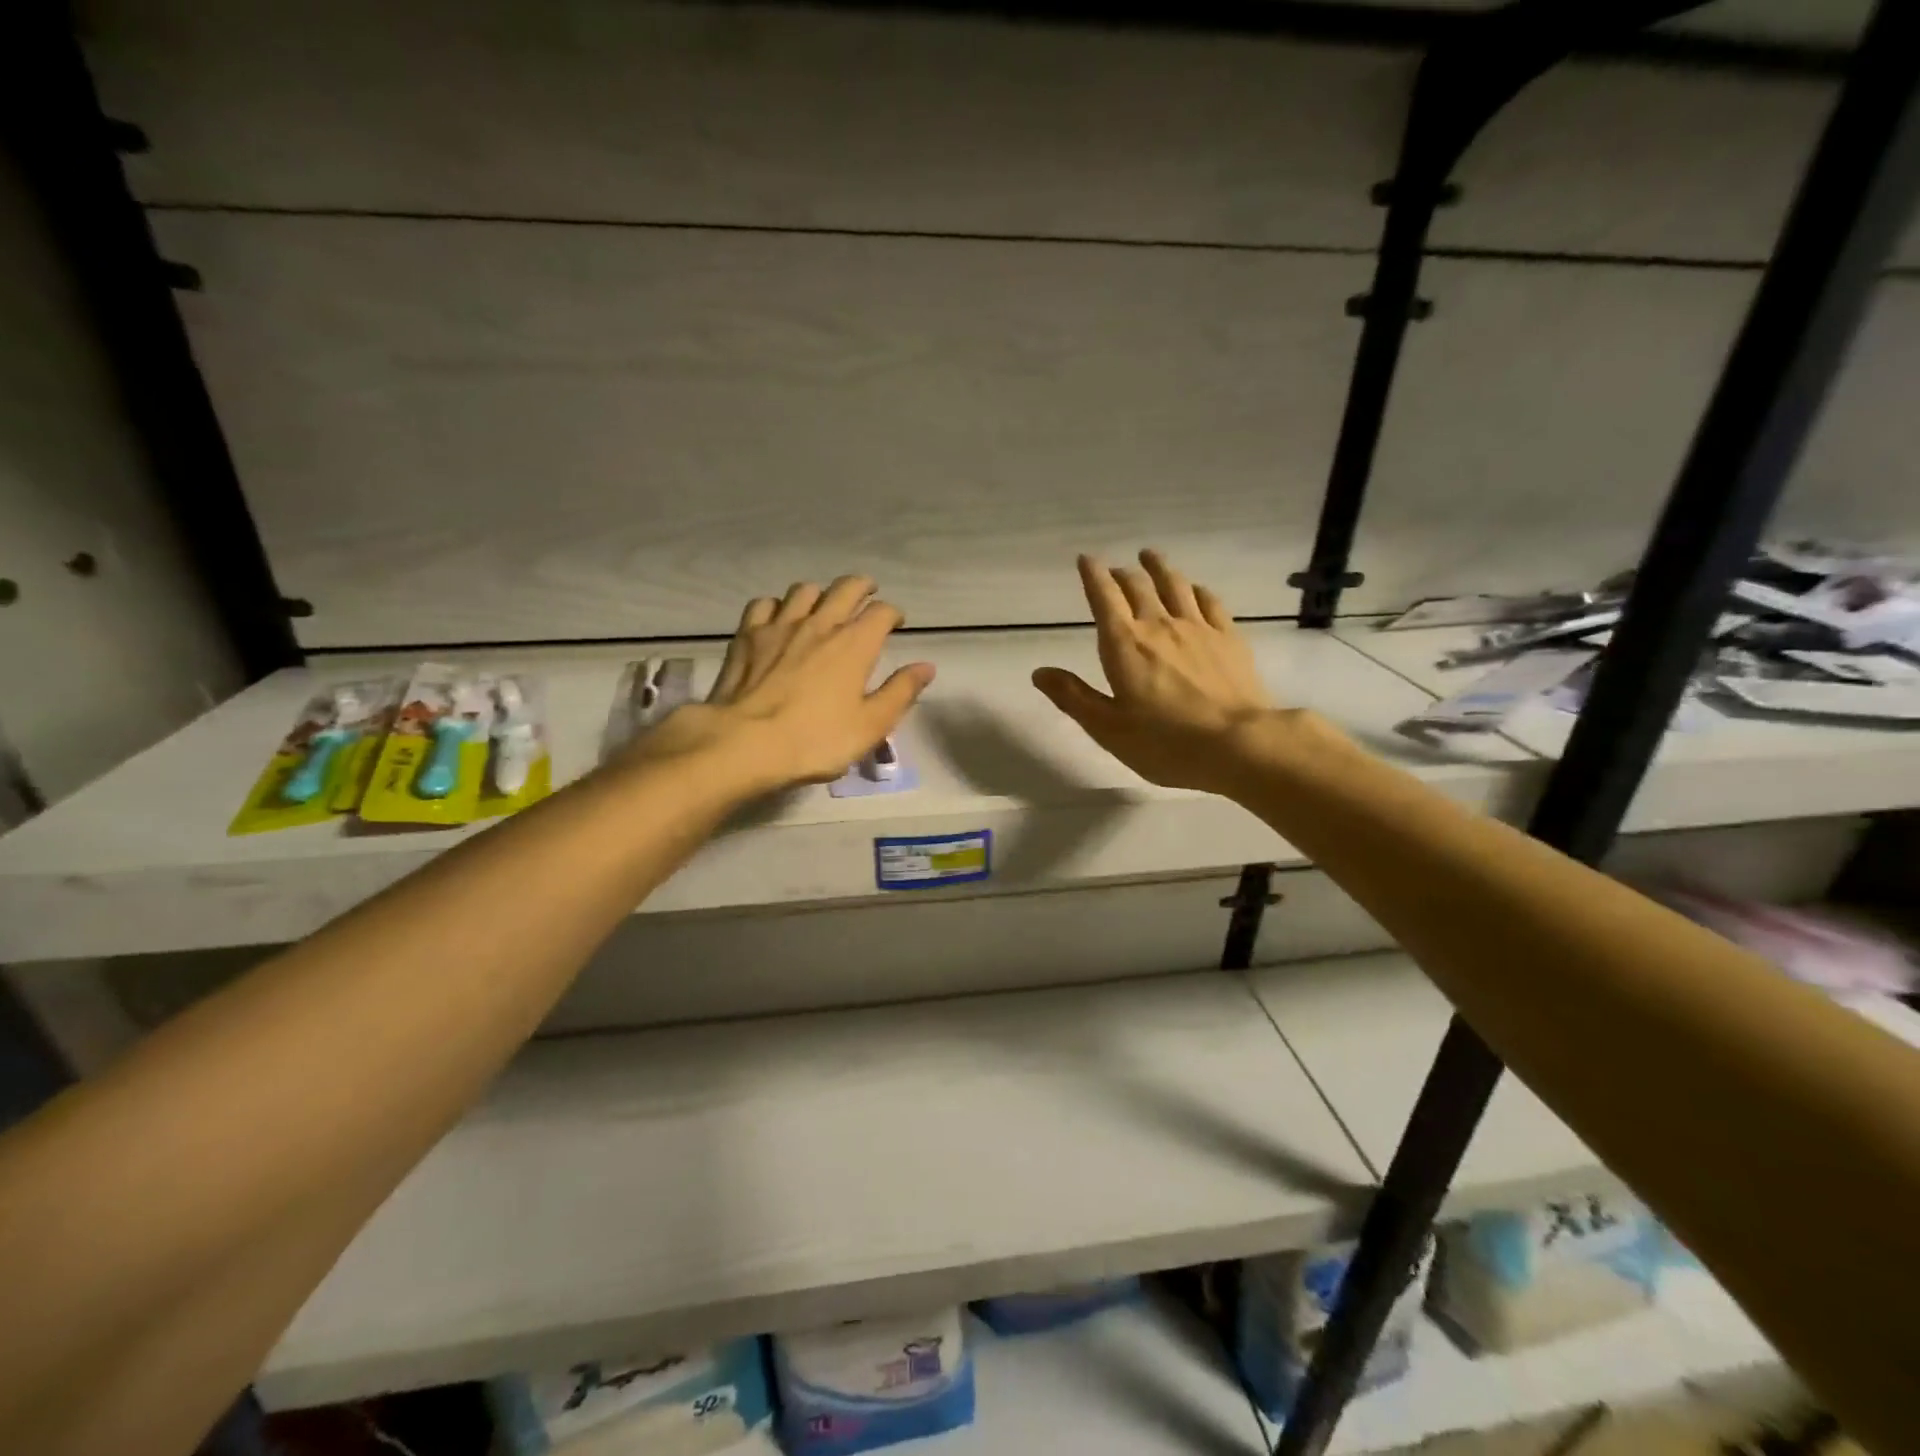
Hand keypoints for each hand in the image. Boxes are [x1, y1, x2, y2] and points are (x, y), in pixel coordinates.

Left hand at [626, 576, 934, 794]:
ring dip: (819, 593)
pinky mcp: (748, 635)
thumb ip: (900, 692)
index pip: (882, 612)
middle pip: (846, 588)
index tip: (896, 623)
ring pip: (804, 590)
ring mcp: (780, 625)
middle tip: (867, 594)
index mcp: (855, 644)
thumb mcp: (870, 725)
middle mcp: (821, 623)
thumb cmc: (816, 739)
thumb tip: (926, 666)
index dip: (893, 613)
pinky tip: (778, 619)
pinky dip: (777, 606)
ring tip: (822, 606)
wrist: (745, 742)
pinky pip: (764, 604)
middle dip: (862, 587)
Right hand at [1033, 551, 1276, 793]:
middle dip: (1122, 573)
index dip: (1092, 575)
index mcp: (1124, 644)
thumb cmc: (1164, 742)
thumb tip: (1039, 672)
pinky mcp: (1229, 638)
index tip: (1085, 559)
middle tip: (1115, 569)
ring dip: (1159, 568)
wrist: (1238, 744)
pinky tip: (1195, 589)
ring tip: (1150, 557)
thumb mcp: (1107, 728)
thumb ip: (1073, 696)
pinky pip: (1210, 602)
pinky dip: (1196, 589)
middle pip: (1138, 587)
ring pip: (1175, 585)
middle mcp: (1159, 625)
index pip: (1104, 598)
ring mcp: (1198, 628)